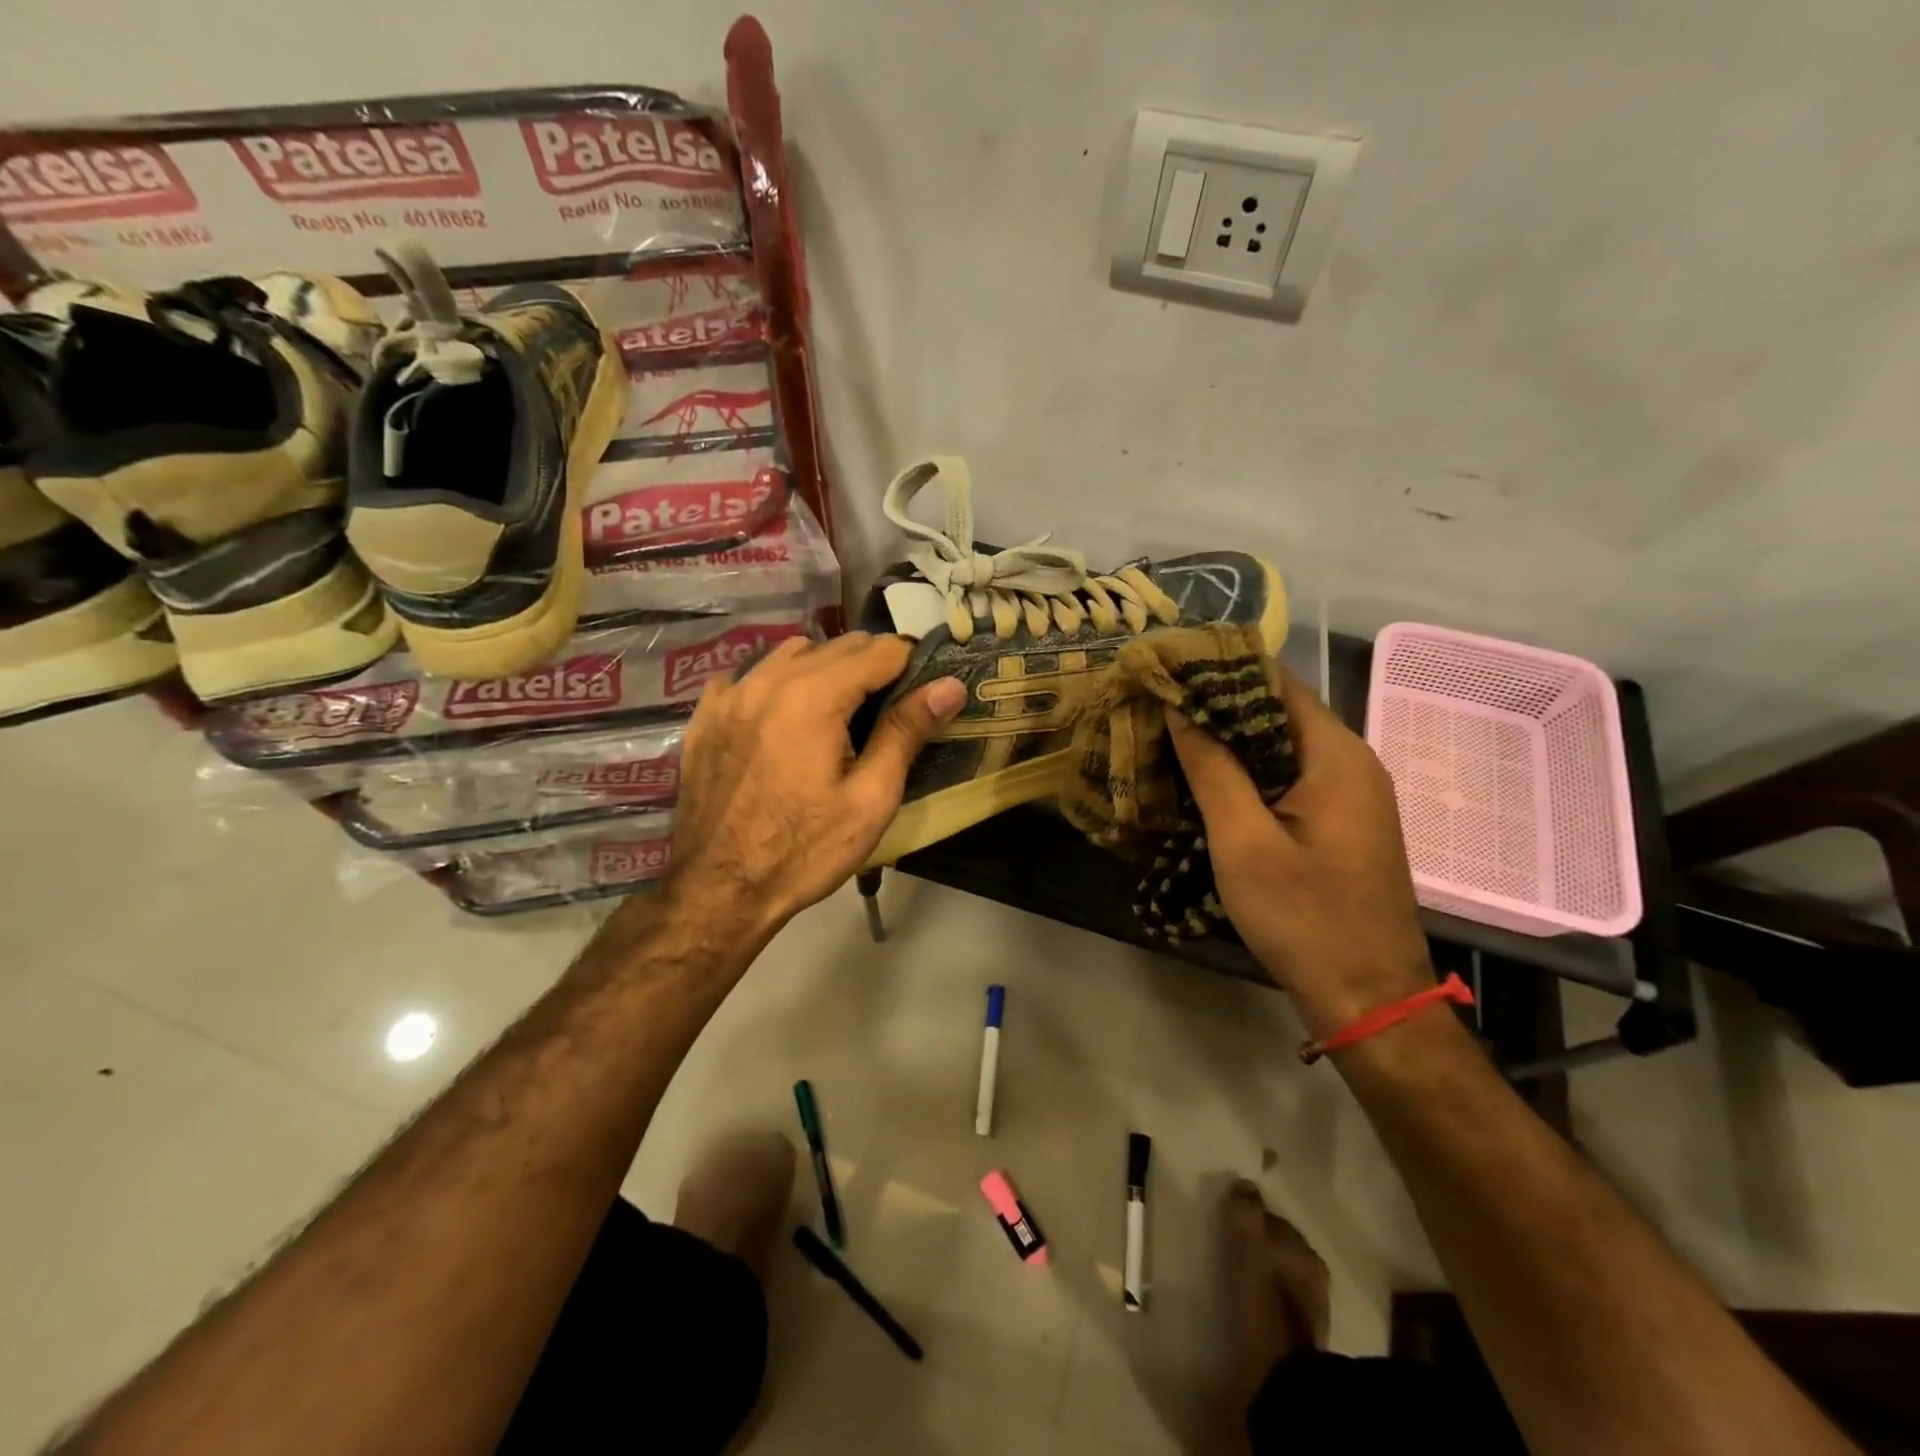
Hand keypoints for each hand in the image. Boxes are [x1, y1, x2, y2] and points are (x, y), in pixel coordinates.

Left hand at [665, 632, 963, 941]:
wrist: (719, 891)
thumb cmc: (805, 851)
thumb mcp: (870, 798)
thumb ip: (907, 732)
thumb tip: (950, 685)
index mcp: (814, 696)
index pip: (880, 650)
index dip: (911, 665)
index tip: (922, 695)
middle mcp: (769, 679)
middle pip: (837, 644)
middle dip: (872, 665)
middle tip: (887, 711)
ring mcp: (730, 694)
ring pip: (792, 652)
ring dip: (825, 668)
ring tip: (837, 712)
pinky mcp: (705, 715)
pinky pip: (750, 676)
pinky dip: (776, 684)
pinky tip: (782, 719)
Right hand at [1167, 665, 1434, 1036]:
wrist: (1368, 997)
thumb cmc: (1303, 917)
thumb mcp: (1243, 841)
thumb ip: (1212, 768)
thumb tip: (1179, 707)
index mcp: (1336, 755)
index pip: (1276, 682)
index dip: (1220, 670)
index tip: (1169, 669)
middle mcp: (1353, 761)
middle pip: (1280, 711)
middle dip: (1219, 705)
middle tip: (1159, 706)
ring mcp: (1353, 793)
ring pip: (1284, 745)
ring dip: (1232, 740)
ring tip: (1172, 737)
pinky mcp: (1344, 822)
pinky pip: (1293, 776)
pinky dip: (1251, 771)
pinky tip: (1210, 782)